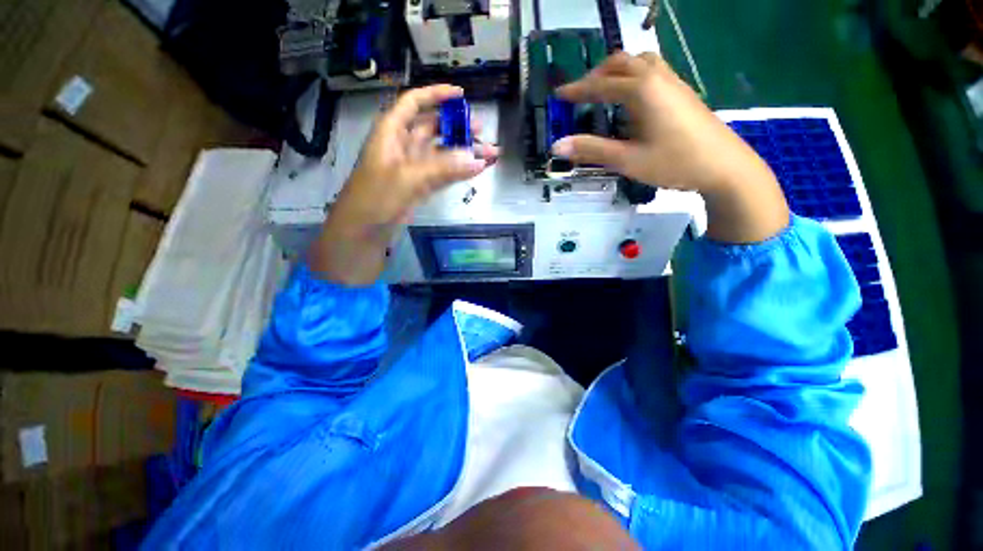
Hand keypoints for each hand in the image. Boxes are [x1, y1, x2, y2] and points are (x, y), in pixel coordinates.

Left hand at [311, 85, 497, 284]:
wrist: (364, 231)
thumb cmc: (376, 197)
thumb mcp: (408, 178)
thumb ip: (444, 168)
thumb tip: (477, 159)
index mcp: (391, 132)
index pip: (414, 103)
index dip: (436, 95)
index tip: (461, 95)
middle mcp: (402, 145)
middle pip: (433, 128)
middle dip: (457, 127)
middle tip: (482, 130)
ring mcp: (413, 167)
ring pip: (441, 152)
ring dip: (463, 152)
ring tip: (488, 153)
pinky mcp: (420, 186)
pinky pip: (443, 173)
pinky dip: (459, 171)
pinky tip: (476, 169)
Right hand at [552, 52, 788, 242]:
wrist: (724, 166)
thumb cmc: (674, 163)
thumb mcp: (627, 160)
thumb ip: (592, 150)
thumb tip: (558, 145)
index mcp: (642, 91)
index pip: (601, 84)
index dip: (577, 90)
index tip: (559, 94)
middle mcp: (657, 78)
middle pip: (621, 62)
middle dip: (597, 74)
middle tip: (581, 93)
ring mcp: (673, 82)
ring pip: (640, 62)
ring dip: (617, 70)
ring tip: (604, 90)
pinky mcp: (682, 92)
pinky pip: (653, 71)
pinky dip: (634, 75)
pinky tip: (631, 98)